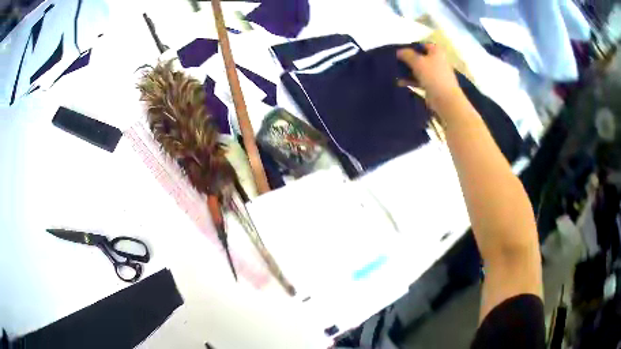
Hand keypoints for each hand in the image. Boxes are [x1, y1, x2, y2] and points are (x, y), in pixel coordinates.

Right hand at [397, 44, 462, 112]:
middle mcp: (437, 60)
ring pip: (419, 69)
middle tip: (395, 62)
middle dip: (408, 60)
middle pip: (420, 57)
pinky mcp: (433, 85)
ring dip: (408, 71)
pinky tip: (400, 83)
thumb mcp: (418, 62)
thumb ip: (407, 55)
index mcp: (436, 51)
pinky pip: (420, 80)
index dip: (411, 47)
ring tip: (395, 73)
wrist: (446, 100)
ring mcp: (435, 73)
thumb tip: (399, 51)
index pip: (422, 45)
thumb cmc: (433, 76)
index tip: (400, 52)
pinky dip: (411, 80)